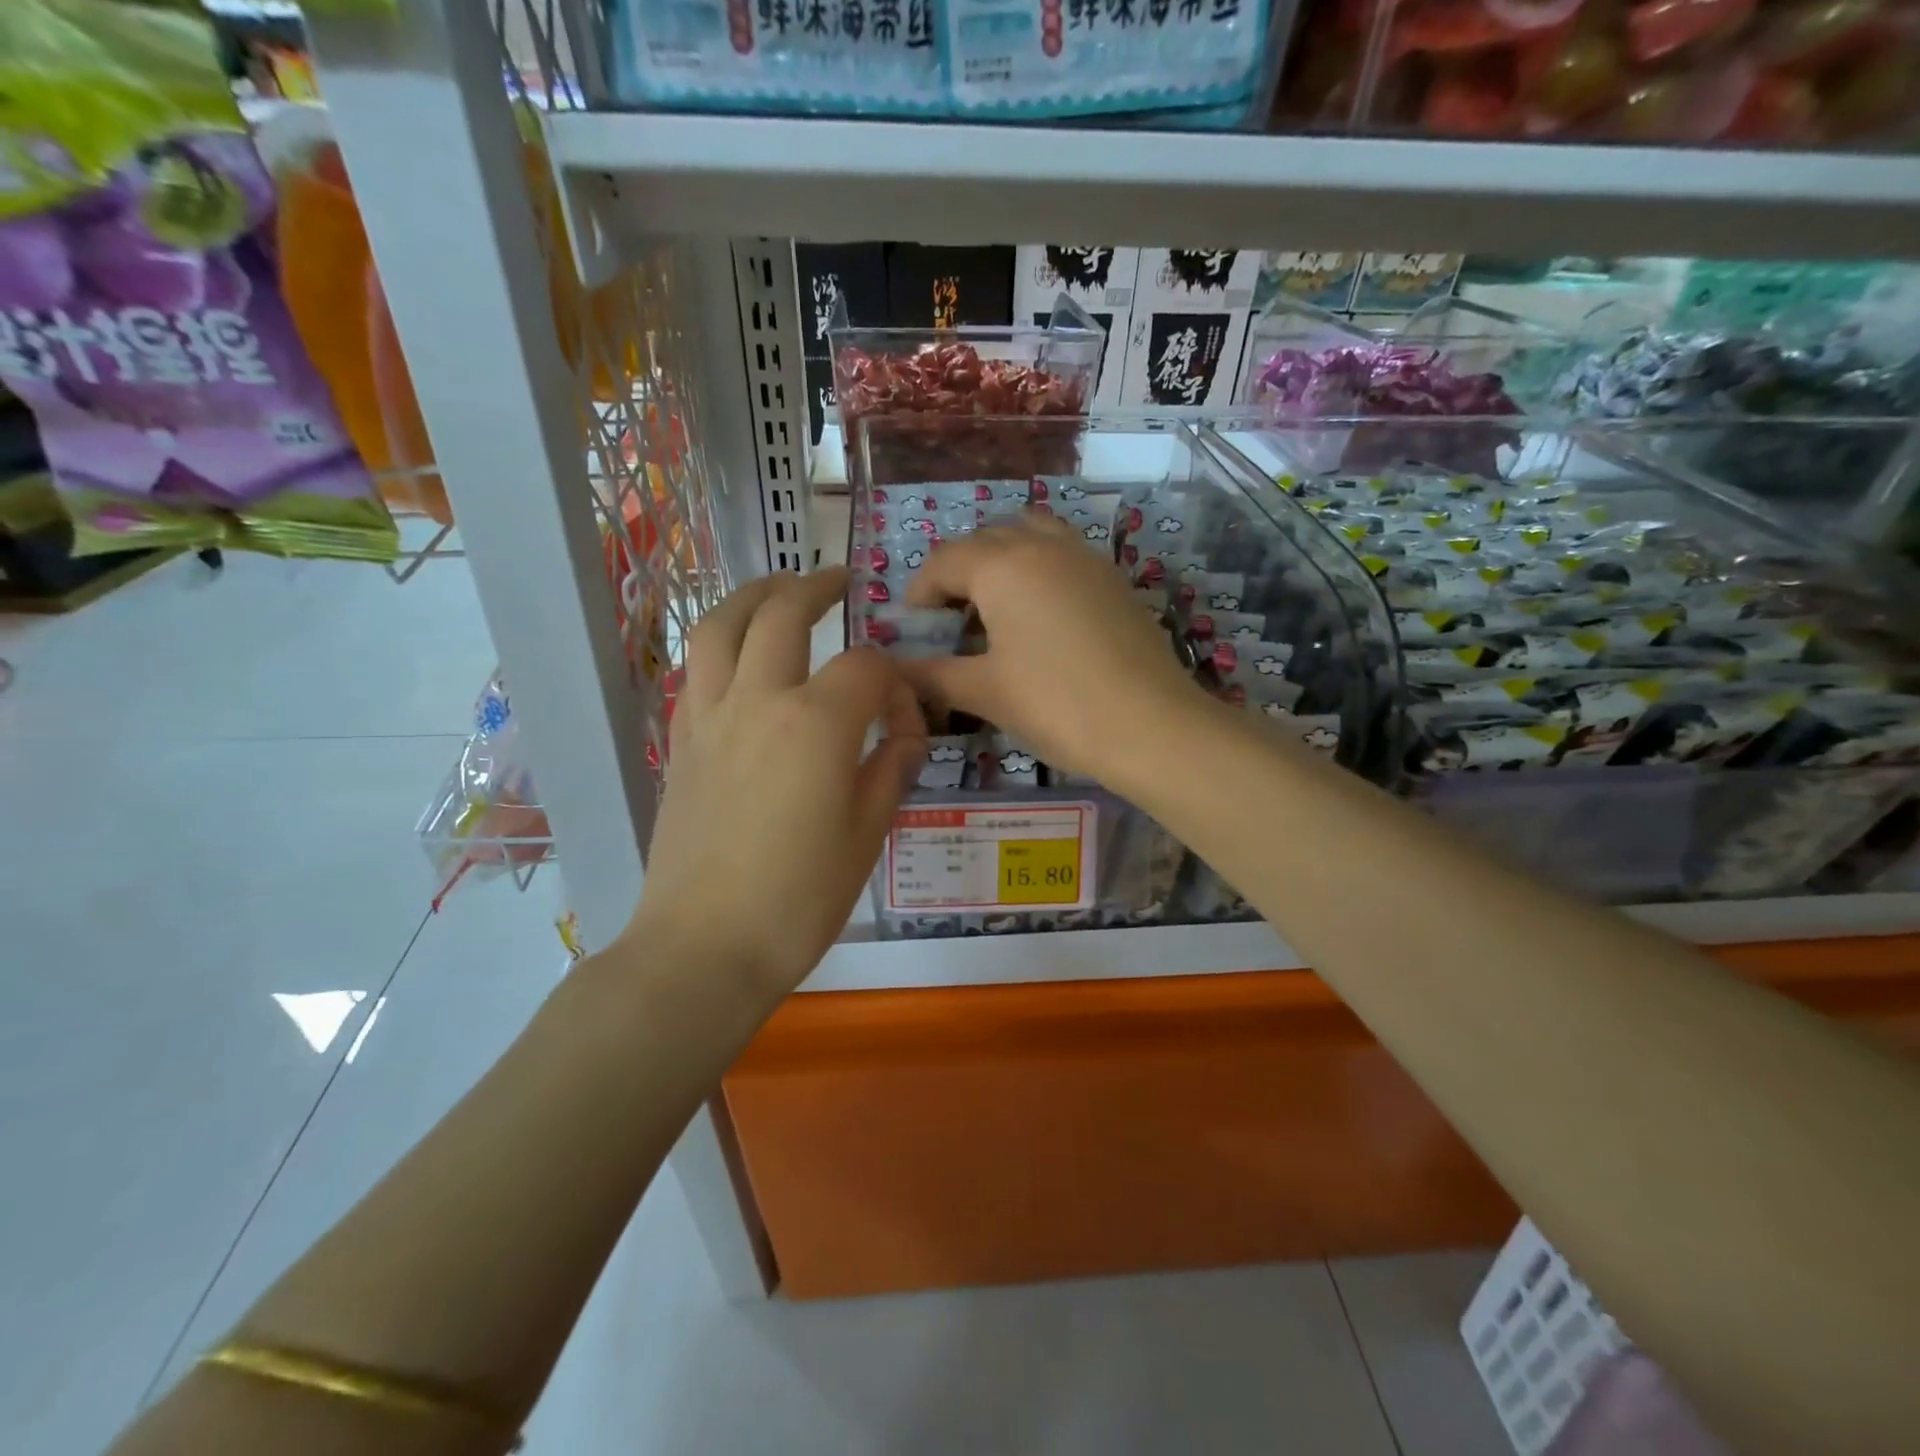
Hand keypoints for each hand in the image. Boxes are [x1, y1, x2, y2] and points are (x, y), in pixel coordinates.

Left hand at [631, 569, 925, 995]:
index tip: (905, 719)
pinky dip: (721, 643)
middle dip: (815, 587)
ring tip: (777, 589)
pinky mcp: (680, 742)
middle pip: (782, 614)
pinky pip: (696, 670)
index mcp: (815, 723)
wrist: (704, 947)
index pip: (865, 668)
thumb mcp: (867, 833)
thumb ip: (890, 768)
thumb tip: (903, 734)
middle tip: (839, 580)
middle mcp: (758, 701)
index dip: (895, 684)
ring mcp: (709, 718)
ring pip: (719, 626)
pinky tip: (740, 655)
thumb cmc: (799, 899)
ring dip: (752, 595)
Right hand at [898, 511, 1210, 788]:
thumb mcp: (984, 691)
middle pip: (985, 542)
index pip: (943, 561)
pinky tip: (1041, 621)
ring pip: (1029, 537)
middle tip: (950, 625)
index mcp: (1003, 565)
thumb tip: (892, 670)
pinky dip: (1038, 572)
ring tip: (996, 612)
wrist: (1151, 725)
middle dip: (958, 575)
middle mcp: (1043, 545)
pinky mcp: (1113, 579)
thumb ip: (930, 674)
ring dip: (1001, 564)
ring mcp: (1085, 557)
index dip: (919, 593)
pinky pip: (1062, 556)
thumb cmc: (1056, 704)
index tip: (913, 630)